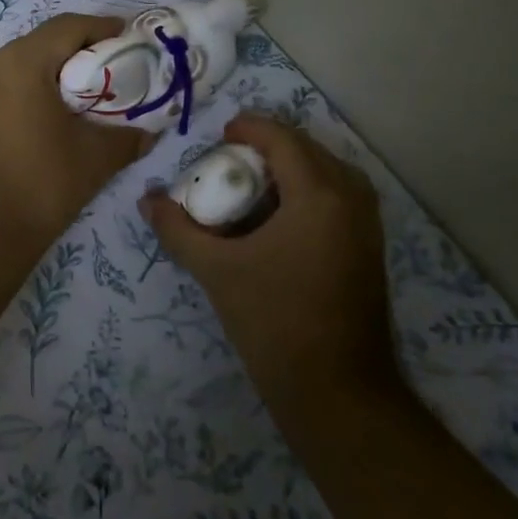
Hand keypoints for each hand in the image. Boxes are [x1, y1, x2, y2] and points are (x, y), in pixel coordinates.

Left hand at [0, 15, 152, 264]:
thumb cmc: (38, 186)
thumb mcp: (95, 158)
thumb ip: (129, 136)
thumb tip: (151, 131)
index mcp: (21, 62)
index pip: (69, 27)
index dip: (104, 29)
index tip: (132, 42)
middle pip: (43, 44)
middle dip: (80, 54)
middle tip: (113, 74)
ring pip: (20, 67)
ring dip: (53, 75)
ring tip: (84, 100)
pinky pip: (2, 89)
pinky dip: (29, 93)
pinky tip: (49, 120)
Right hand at [141, 114, 396, 406]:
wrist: (337, 390)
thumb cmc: (274, 321)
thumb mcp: (217, 271)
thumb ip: (178, 230)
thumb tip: (147, 200)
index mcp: (319, 195)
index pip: (284, 139)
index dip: (250, 127)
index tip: (220, 133)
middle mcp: (352, 199)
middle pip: (309, 150)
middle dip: (270, 145)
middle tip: (231, 157)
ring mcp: (368, 225)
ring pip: (329, 173)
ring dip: (292, 167)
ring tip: (254, 181)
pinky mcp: (370, 248)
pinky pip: (340, 197)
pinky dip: (310, 190)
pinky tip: (280, 215)